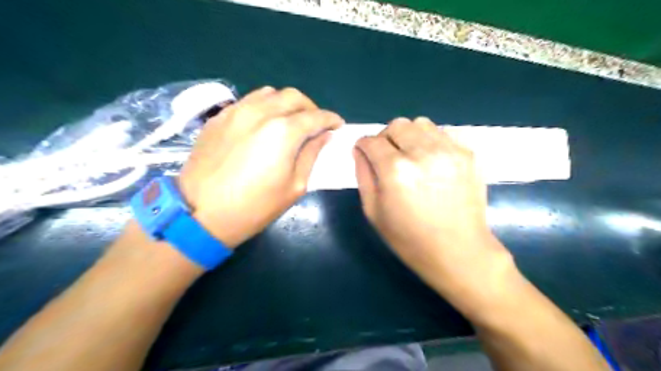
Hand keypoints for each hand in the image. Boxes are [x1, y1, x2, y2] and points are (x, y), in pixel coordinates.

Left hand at [180, 87, 346, 247]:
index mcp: (284, 132)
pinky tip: (263, 123)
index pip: (316, 116)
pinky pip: (248, 101)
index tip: (337, 125)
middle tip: (315, 124)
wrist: (201, 213)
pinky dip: (264, 106)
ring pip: (270, 93)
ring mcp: (237, 111)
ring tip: (290, 121)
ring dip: (287, 104)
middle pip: (294, 97)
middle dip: (311, 108)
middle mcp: (261, 112)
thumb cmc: (255, 206)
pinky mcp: (220, 117)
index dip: (331, 119)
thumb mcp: (294, 186)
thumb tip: (324, 136)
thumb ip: (312, 155)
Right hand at [356, 119, 515, 306]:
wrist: (458, 251)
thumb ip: (363, 175)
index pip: (371, 141)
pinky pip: (443, 133)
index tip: (365, 154)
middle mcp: (422, 153)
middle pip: (396, 125)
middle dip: (385, 138)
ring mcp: (449, 150)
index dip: (363, 146)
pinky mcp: (468, 154)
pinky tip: (432, 160)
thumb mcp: (373, 211)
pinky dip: (431, 141)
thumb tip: (360, 150)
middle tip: (388, 156)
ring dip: (409, 136)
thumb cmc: (409, 238)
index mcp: (395, 170)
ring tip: (411, 156)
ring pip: (420, 123)